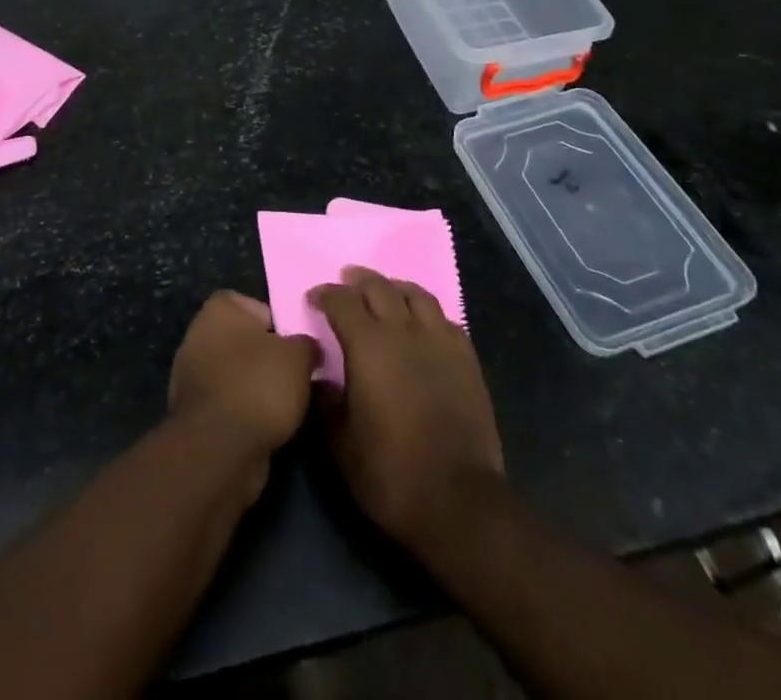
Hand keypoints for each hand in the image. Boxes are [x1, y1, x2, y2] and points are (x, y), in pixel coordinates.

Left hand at [169, 292, 318, 462]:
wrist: (221, 449)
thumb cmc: (260, 385)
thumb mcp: (299, 356)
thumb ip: (306, 344)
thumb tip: (308, 348)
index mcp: (218, 309)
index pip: (254, 306)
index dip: (278, 324)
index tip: (295, 346)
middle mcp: (198, 334)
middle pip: (244, 341)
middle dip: (268, 358)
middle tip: (295, 375)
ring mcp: (190, 375)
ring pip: (236, 373)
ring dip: (256, 387)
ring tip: (285, 405)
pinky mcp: (192, 412)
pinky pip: (227, 402)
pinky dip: (244, 411)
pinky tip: (265, 426)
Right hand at [311, 267, 504, 550]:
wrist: (459, 500)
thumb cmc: (391, 473)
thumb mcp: (340, 445)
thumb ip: (325, 403)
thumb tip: (319, 377)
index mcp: (368, 345)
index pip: (342, 301)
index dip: (325, 294)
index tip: (314, 299)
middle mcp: (404, 331)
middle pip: (379, 287)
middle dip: (358, 280)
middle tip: (346, 283)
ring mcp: (440, 341)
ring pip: (416, 294)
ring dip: (395, 287)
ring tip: (386, 292)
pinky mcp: (467, 358)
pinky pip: (444, 318)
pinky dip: (427, 313)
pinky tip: (423, 324)